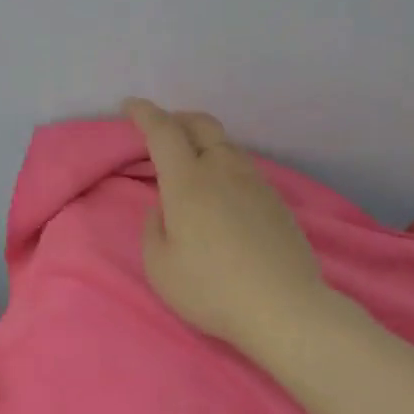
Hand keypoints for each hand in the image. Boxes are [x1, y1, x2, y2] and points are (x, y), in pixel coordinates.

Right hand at [124, 98, 326, 355]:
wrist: (283, 307)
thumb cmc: (211, 289)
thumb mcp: (160, 267)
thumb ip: (152, 230)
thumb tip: (161, 209)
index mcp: (188, 182)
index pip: (163, 132)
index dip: (144, 114)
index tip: (130, 106)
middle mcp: (223, 170)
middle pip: (201, 125)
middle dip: (177, 118)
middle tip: (161, 128)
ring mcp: (255, 183)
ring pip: (226, 145)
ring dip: (204, 141)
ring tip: (191, 159)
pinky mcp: (277, 200)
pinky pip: (244, 167)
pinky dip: (224, 163)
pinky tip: (222, 188)